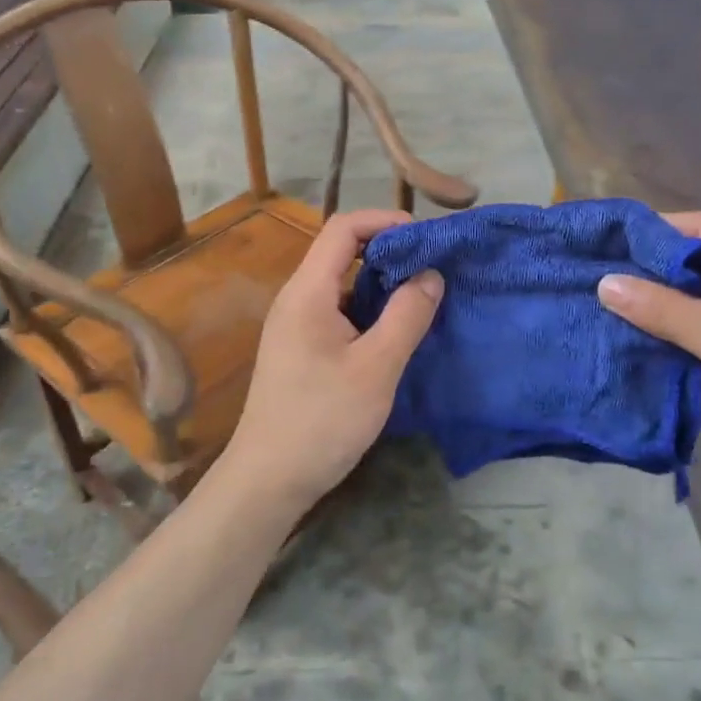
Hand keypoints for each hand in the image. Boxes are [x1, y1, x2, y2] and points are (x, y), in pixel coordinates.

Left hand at [225, 209, 443, 515]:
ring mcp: (296, 324)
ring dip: (381, 281)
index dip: (385, 221)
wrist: (268, 480)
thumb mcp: (376, 367)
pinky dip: (369, 307)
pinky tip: (395, 329)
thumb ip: (407, 315)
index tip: (425, 238)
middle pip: (341, 251)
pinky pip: (338, 309)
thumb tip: (431, 274)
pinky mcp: (301, 348)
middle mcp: (297, 298)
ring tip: (422, 295)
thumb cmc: (322, 420)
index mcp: (308, 291)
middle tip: (432, 267)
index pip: (343, 228)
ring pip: (342, 283)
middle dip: (388, 250)